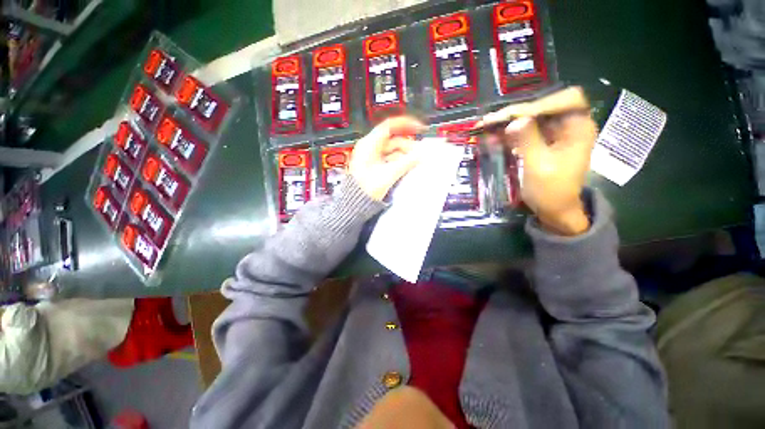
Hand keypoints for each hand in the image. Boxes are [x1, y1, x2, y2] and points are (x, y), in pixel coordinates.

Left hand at [349, 117, 424, 200]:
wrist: (354, 203)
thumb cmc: (366, 188)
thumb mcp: (388, 175)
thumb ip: (406, 163)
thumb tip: (422, 154)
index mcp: (369, 144)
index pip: (389, 126)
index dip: (406, 124)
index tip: (420, 128)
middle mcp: (370, 148)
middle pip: (393, 141)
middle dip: (408, 146)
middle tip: (422, 154)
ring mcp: (372, 157)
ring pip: (393, 151)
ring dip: (406, 155)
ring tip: (418, 162)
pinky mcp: (375, 166)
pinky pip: (390, 159)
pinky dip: (400, 161)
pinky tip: (409, 166)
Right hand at [481, 87, 596, 235]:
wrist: (555, 210)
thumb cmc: (551, 191)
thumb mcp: (539, 166)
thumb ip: (528, 140)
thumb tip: (515, 121)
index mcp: (578, 128)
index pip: (564, 100)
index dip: (538, 104)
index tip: (510, 116)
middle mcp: (570, 125)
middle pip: (544, 107)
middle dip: (516, 113)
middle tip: (489, 121)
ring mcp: (556, 134)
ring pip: (532, 118)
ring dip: (509, 122)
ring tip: (485, 127)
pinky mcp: (544, 142)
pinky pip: (527, 131)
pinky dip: (510, 133)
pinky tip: (493, 137)